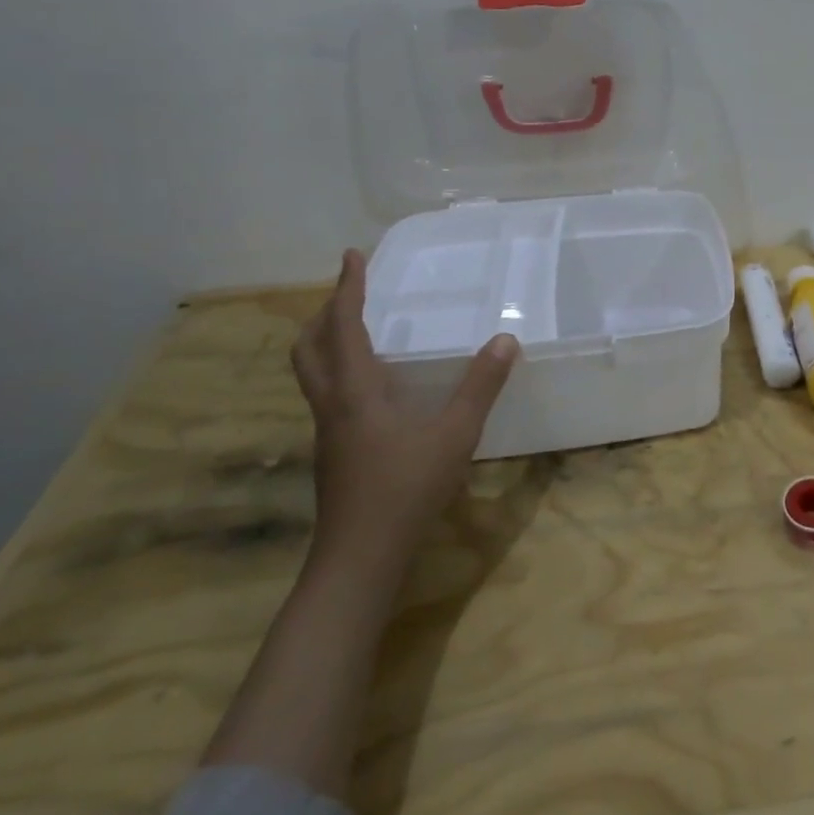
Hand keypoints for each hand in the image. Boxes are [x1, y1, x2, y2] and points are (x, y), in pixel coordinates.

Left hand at [290, 249, 519, 569]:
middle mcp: (332, 405)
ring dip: (327, 342)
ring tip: (358, 330)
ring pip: (313, 374)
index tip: (351, 256)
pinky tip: (376, 387)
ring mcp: (328, 431)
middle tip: (349, 293)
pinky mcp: (334, 452)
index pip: (343, 327)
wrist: (359, 558)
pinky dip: (341, 371)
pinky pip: (328, 395)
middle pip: (309, 349)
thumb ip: (480, 386)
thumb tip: (504, 340)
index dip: (347, 288)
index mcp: (355, 391)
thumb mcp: (455, 434)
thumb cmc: (405, 489)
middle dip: (324, 314)